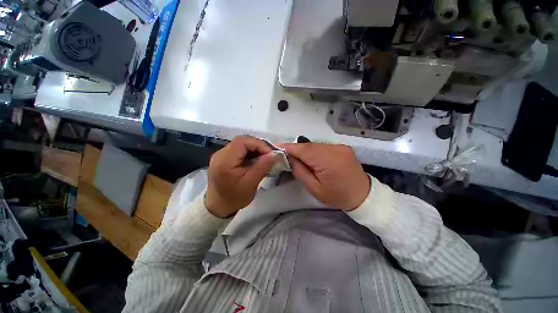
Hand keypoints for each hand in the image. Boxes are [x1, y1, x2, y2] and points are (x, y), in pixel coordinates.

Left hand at [206, 136, 277, 217]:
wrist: (218, 207)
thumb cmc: (234, 198)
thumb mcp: (251, 183)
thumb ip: (263, 166)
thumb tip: (275, 154)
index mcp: (225, 160)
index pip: (243, 141)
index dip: (259, 144)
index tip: (271, 154)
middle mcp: (220, 153)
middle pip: (242, 141)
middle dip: (258, 146)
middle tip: (269, 156)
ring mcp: (221, 155)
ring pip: (242, 144)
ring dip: (255, 149)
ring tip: (265, 158)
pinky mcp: (224, 157)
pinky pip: (240, 150)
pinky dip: (250, 153)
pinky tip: (256, 160)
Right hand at [280, 143, 369, 210]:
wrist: (362, 195)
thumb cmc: (337, 196)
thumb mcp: (314, 188)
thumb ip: (300, 171)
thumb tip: (289, 158)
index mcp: (328, 161)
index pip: (303, 150)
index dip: (288, 147)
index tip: (275, 148)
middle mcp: (334, 149)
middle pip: (308, 146)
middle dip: (294, 149)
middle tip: (283, 155)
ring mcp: (339, 146)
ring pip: (314, 145)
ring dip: (303, 150)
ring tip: (295, 157)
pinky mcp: (341, 147)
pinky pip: (322, 146)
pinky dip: (313, 150)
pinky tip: (310, 158)